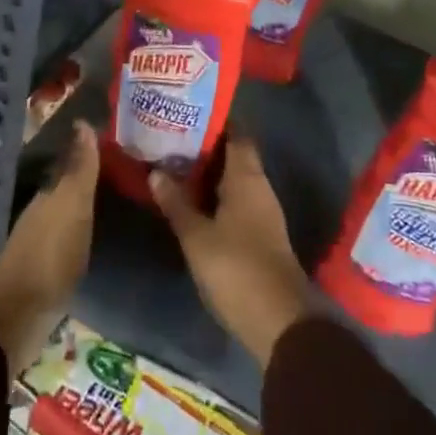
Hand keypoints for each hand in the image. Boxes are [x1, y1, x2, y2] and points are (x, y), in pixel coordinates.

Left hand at [0, 123, 99, 375]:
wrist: (15, 319)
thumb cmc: (48, 257)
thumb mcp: (71, 209)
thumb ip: (80, 170)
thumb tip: (84, 121)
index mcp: (49, 196)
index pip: (73, 165)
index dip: (92, 155)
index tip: (117, 146)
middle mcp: (41, 214)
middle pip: (68, 190)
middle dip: (90, 180)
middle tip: (122, 172)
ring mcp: (39, 245)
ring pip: (66, 215)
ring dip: (84, 207)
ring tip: (114, 202)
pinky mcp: (42, 274)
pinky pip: (66, 241)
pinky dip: (80, 233)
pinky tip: (93, 237)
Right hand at [151, 133, 311, 369]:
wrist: (279, 321)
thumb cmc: (236, 268)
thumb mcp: (197, 236)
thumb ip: (176, 203)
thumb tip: (156, 172)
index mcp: (247, 177)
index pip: (236, 134)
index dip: (214, 122)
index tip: (187, 114)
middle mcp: (259, 188)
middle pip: (233, 156)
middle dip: (205, 148)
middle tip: (170, 140)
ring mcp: (262, 213)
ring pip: (233, 180)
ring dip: (208, 174)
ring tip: (174, 167)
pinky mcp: (260, 236)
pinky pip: (235, 202)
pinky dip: (215, 197)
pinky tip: (192, 203)